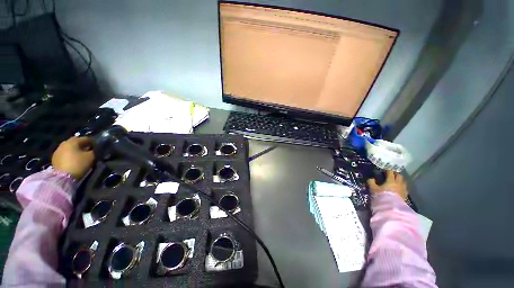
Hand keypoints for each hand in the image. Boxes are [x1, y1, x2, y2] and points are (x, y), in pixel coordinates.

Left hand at [52, 137, 94, 179]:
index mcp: (73, 141)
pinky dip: (70, 155)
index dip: (92, 141)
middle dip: (82, 145)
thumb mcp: (91, 157)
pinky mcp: (55, 159)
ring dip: (75, 150)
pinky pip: (65, 154)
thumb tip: (95, 148)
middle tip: (89, 150)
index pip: (85, 138)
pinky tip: (74, 160)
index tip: (98, 145)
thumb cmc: (78, 164)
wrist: (63, 178)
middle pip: (75, 142)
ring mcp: (58, 151)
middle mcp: (64, 143)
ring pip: (69, 148)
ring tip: (81, 156)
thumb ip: (94, 151)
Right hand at [367, 170, 407, 200]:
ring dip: (400, 180)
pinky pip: (404, 188)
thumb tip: (371, 178)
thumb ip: (371, 182)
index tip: (384, 170)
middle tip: (391, 174)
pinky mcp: (405, 195)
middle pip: (399, 176)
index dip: (387, 171)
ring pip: (403, 182)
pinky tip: (399, 188)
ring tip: (396, 181)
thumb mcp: (373, 189)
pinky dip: (402, 186)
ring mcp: (403, 189)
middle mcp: (399, 183)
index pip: (390, 173)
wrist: (392, 208)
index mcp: (391, 181)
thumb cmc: (382, 196)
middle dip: (396, 174)